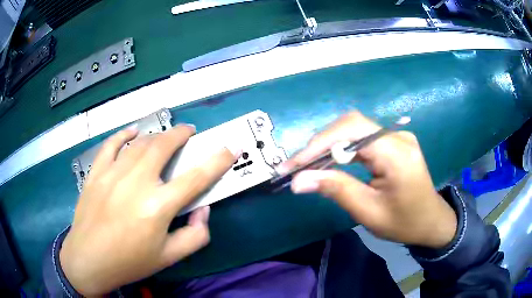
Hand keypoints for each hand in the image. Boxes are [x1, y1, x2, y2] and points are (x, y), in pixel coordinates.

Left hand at [60, 124, 237, 295]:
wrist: (88, 260)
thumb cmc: (130, 262)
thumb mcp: (169, 258)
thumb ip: (195, 235)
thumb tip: (203, 210)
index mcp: (158, 207)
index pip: (196, 177)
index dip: (217, 160)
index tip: (230, 148)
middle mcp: (136, 183)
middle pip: (163, 146)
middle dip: (181, 134)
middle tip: (189, 132)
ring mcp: (112, 174)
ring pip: (139, 143)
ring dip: (156, 136)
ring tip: (164, 138)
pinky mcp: (96, 173)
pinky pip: (110, 145)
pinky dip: (123, 134)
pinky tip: (131, 132)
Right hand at [279, 111, 456, 248]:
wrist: (430, 221)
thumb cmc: (404, 222)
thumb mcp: (369, 212)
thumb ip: (336, 190)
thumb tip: (299, 181)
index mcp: (397, 153)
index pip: (352, 131)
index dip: (318, 144)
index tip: (292, 165)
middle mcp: (397, 136)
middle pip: (351, 125)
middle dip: (319, 144)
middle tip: (296, 167)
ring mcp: (396, 136)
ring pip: (354, 129)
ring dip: (327, 145)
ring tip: (306, 165)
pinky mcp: (392, 142)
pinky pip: (361, 138)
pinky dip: (341, 148)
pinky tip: (328, 161)